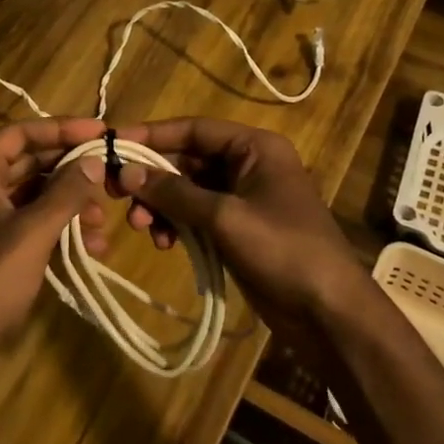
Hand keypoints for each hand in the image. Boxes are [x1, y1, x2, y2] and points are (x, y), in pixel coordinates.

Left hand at [0, 118, 110, 373]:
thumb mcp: (33, 232)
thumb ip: (66, 192)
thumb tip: (94, 161)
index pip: (22, 133)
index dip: (62, 129)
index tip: (101, 133)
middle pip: (29, 162)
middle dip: (70, 171)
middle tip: (109, 175)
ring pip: (32, 195)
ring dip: (68, 204)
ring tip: (102, 221)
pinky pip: (28, 222)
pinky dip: (56, 229)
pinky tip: (89, 248)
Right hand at [110, 117, 368, 344]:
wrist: (329, 314)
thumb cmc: (283, 251)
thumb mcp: (224, 217)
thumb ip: (173, 192)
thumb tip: (126, 171)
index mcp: (255, 147)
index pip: (194, 129)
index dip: (153, 135)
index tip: (113, 144)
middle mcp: (248, 165)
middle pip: (187, 159)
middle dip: (153, 178)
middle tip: (117, 194)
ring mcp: (243, 198)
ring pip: (188, 190)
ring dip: (161, 205)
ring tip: (141, 227)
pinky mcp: (238, 228)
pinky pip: (196, 215)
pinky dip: (176, 225)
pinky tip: (164, 243)